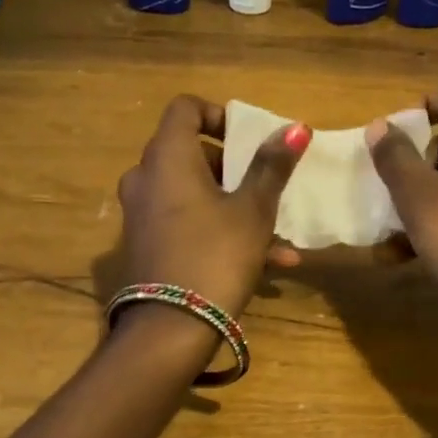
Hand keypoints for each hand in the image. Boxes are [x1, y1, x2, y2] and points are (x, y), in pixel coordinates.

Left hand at [115, 95, 309, 318]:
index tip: (250, 140)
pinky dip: (219, 232)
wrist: (169, 329)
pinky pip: (187, 224)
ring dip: (236, 207)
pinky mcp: (147, 245)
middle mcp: (146, 179)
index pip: (185, 109)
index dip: (220, 115)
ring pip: (194, 195)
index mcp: (167, 158)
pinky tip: (268, 264)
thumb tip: (295, 128)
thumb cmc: (216, 256)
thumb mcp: (253, 211)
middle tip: (266, 187)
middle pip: (190, 153)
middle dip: (234, 169)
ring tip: (279, 237)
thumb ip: (271, 167)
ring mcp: (142, 214)